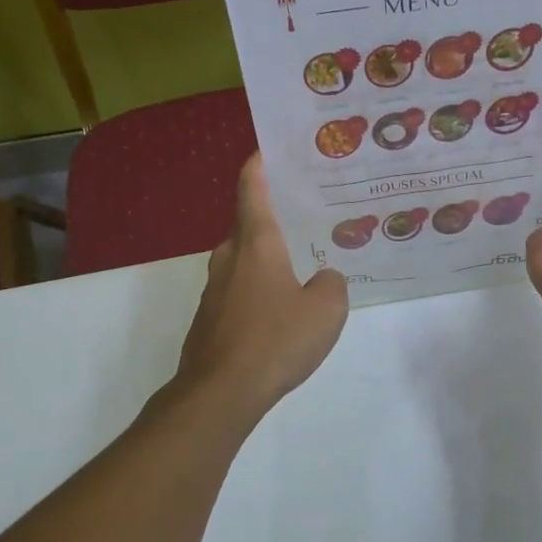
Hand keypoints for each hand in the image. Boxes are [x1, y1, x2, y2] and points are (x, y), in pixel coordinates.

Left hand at [174, 153, 348, 421]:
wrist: (220, 392)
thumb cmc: (275, 340)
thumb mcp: (326, 310)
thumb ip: (332, 284)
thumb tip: (323, 279)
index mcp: (256, 243)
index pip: (252, 189)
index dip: (259, 165)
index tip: (268, 149)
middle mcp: (229, 258)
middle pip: (248, 224)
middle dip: (273, 215)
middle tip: (306, 213)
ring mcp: (214, 289)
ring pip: (244, 259)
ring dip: (268, 256)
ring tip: (301, 262)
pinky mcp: (210, 318)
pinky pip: (239, 289)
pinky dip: (259, 287)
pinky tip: (281, 309)